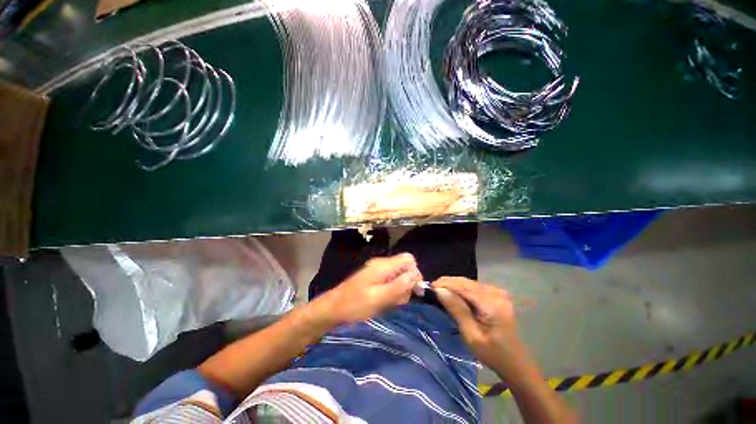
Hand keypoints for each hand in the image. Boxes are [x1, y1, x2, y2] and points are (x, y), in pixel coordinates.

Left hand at [315, 253, 422, 324]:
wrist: (332, 309)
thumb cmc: (354, 305)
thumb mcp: (377, 299)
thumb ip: (398, 287)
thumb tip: (415, 275)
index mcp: (383, 265)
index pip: (409, 259)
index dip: (415, 273)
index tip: (414, 291)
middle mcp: (382, 264)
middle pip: (405, 268)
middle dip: (406, 285)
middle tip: (397, 300)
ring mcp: (377, 271)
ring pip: (399, 276)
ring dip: (399, 291)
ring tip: (389, 303)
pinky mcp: (374, 278)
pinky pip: (391, 282)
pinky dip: (392, 292)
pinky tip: (384, 302)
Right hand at [432, 277, 522, 376]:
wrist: (514, 362)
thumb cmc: (492, 353)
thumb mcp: (471, 335)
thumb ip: (456, 310)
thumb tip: (439, 290)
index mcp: (491, 303)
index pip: (462, 286)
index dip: (444, 284)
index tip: (428, 286)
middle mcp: (496, 292)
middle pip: (465, 282)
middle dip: (447, 283)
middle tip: (431, 289)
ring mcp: (498, 292)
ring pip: (468, 283)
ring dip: (453, 286)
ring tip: (439, 291)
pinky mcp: (497, 294)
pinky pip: (474, 287)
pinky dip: (461, 289)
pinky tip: (453, 295)